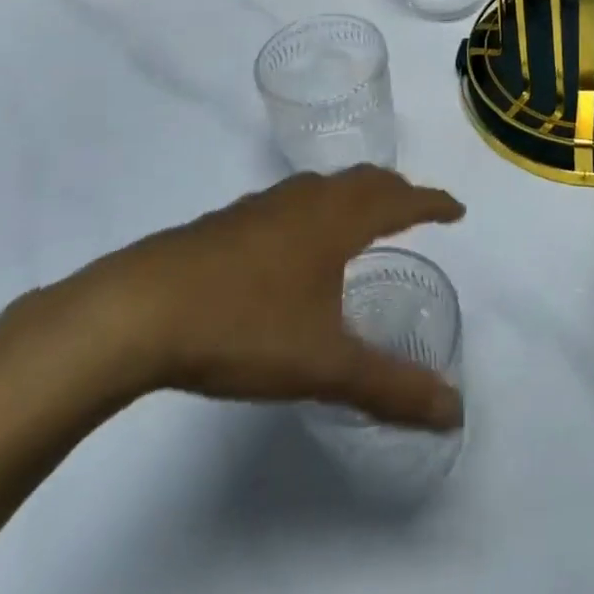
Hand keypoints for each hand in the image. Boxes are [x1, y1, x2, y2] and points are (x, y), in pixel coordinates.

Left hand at [38, 167, 465, 429]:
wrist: (136, 310)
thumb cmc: (244, 326)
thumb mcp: (325, 364)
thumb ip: (391, 387)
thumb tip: (454, 412)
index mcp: (338, 219)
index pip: (401, 200)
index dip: (433, 204)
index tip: (457, 210)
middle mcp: (306, 201)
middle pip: (365, 181)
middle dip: (397, 193)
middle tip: (416, 211)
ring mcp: (262, 207)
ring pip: (324, 188)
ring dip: (355, 196)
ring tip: (362, 221)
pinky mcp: (227, 222)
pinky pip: (292, 203)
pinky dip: (317, 210)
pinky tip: (295, 245)